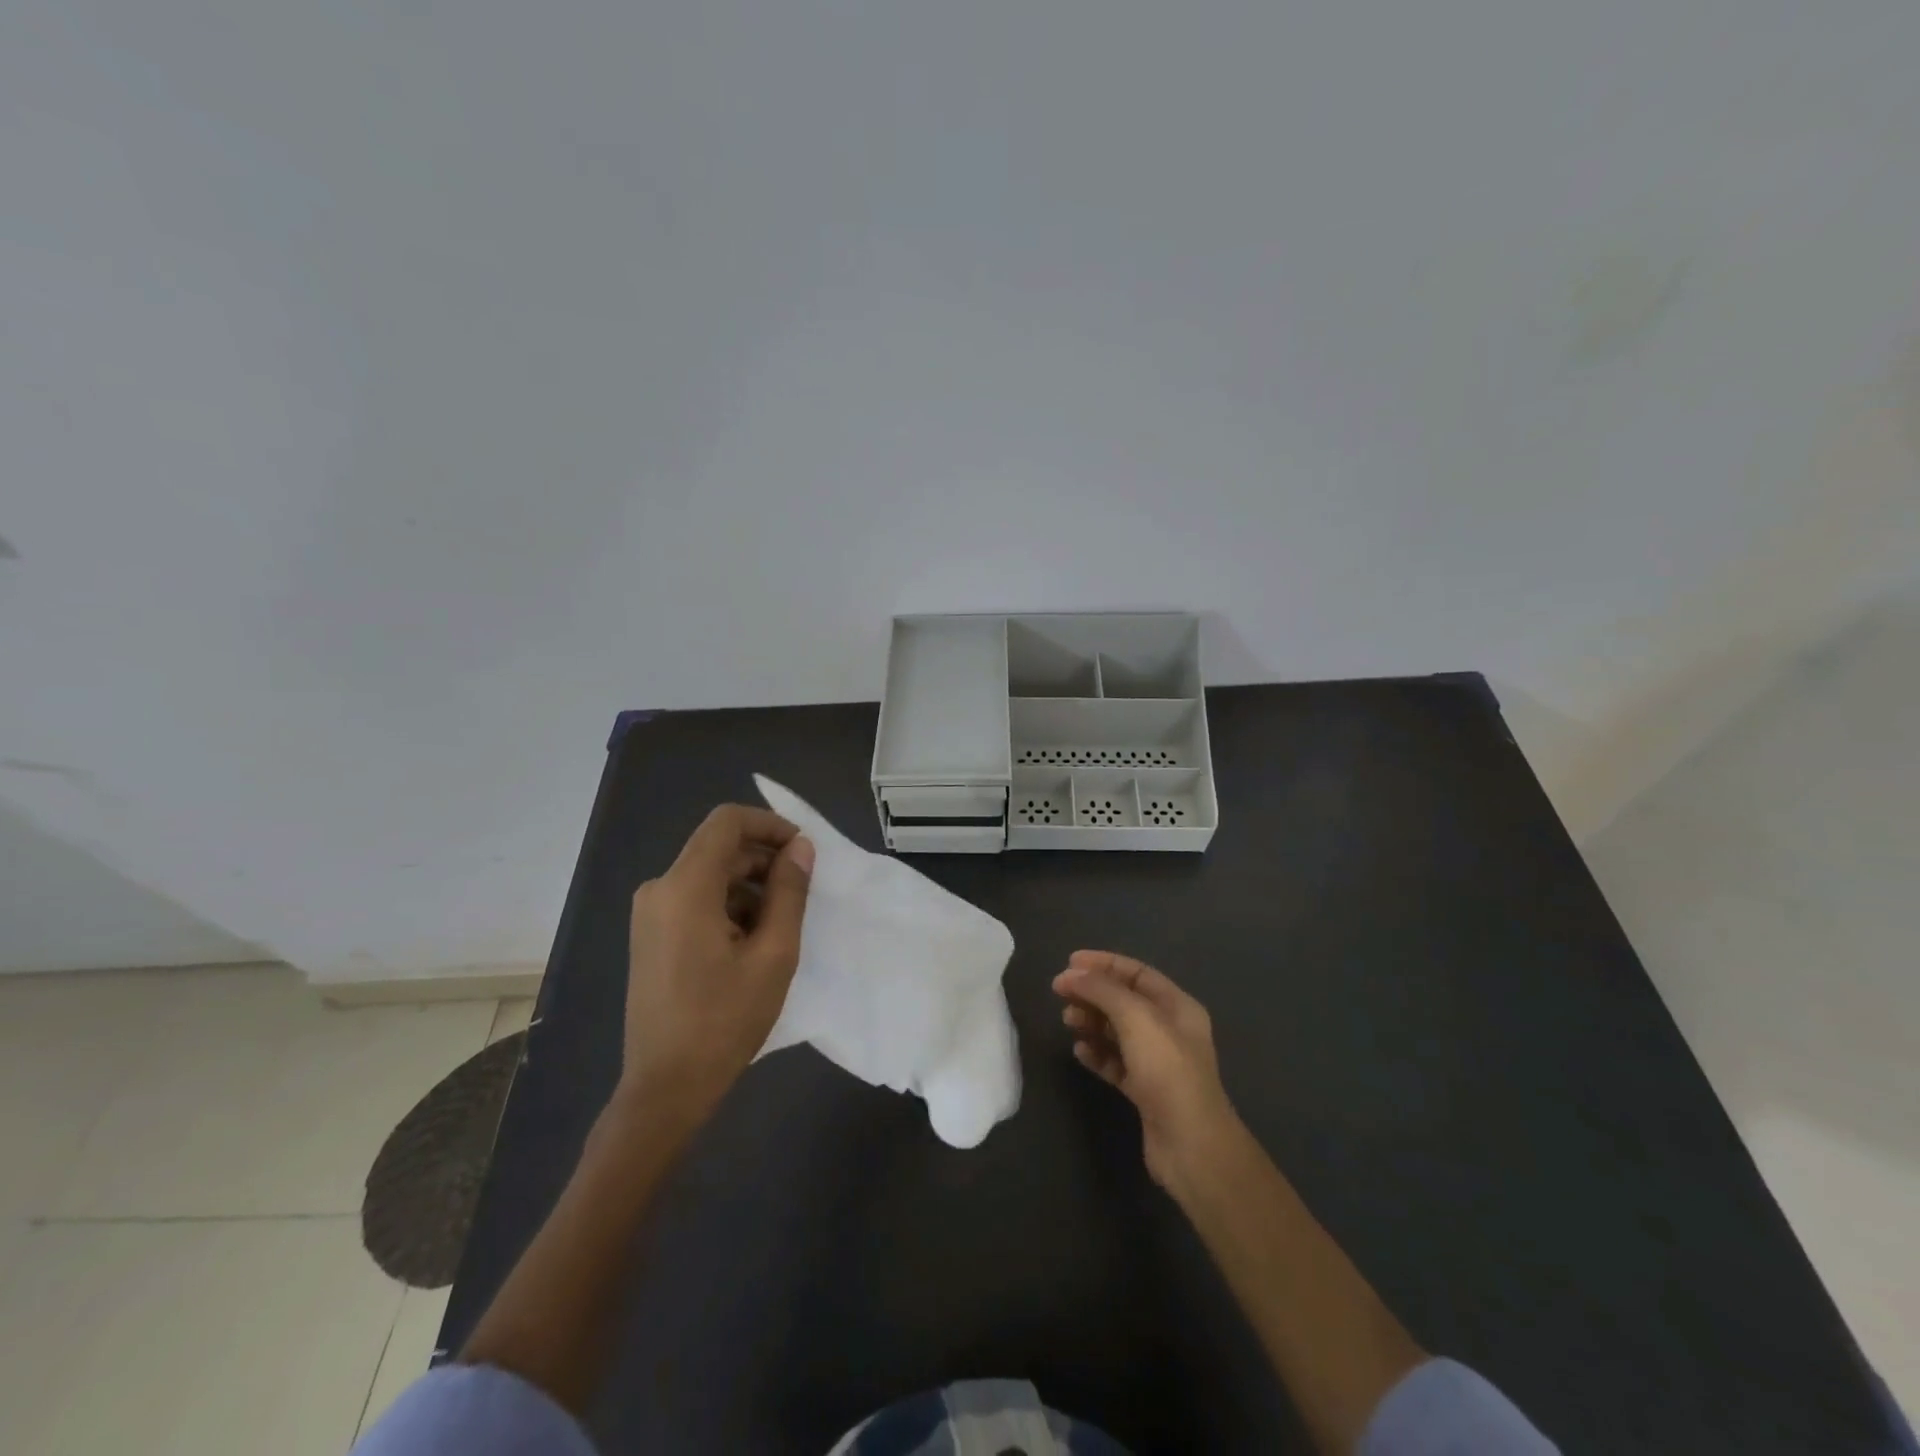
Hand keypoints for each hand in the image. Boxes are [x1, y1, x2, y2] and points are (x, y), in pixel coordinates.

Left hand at [622, 805, 813, 1123]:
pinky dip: (728, 906)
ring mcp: (650, 913)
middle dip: (764, 860)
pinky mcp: (651, 935)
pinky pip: (695, 899)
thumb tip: (801, 848)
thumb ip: (789, 892)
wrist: (665, 1088)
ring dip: (749, 887)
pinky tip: (751, 943)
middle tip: (802, 891)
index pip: (727, 822)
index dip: (770, 825)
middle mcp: (659, 889)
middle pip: (719, 848)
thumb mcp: (773, 954)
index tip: (802, 851)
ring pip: (709, 875)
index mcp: (684, 888)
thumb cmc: (724, 1020)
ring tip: (780, 926)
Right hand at [1053, 950, 1240, 1191]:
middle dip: (1092, 993)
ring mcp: (1157, 1063)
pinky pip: (1115, 1063)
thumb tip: (1070, 974)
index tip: (1069, 963)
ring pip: (1117, 1032)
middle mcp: (1169, 1030)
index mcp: (1177, 1006)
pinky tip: (1079, 1052)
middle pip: (1124, 1001)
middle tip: (1060, 993)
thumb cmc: (1167, 1070)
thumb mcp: (1136, 1017)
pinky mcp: (1144, 1091)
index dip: (1103, 964)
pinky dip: (1096, 1054)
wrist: (1191, 1145)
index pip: (1136, 973)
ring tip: (1067, 1022)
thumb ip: (1102, 990)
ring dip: (1091, 1022)